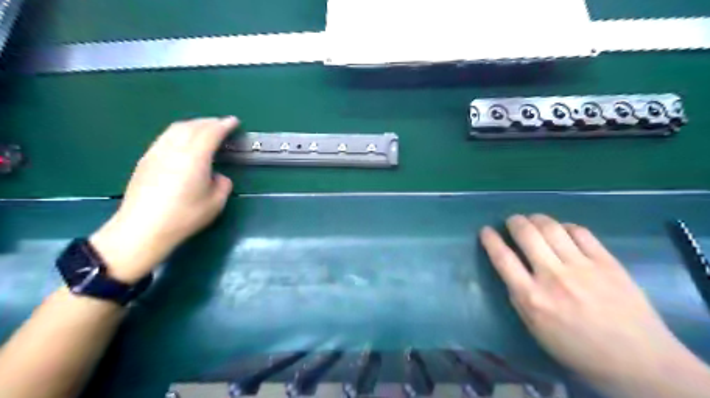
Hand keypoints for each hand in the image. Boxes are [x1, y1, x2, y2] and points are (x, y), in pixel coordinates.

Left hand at [88, 117, 234, 283]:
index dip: (224, 125)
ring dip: (193, 125)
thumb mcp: (215, 203)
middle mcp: (174, 149)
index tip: (234, 121)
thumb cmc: (184, 216)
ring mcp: (156, 152)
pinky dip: (179, 133)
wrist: (142, 229)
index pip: (211, 133)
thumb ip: (222, 184)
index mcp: (194, 157)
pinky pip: (165, 137)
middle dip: (209, 122)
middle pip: (192, 126)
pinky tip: (183, 143)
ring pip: (175, 129)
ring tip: (204, 130)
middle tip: (221, 125)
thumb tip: (217, 176)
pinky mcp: (145, 160)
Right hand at [479, 215, 700, 390]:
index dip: (490, 239)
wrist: (637, 360)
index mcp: (532, 297)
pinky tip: (562, 229)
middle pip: (526, 234)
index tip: (485, 230)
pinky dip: (566, 226)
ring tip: (533, 219)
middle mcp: (553, 276)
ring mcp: (582, 266)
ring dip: (537, 218)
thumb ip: (520, 298)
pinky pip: (581, 232)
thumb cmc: (578, 349)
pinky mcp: (607, 262)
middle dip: (514, 221)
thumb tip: (512, 271)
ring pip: (552, 228)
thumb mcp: (535, 329)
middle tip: (512, 221)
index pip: (502, 257)